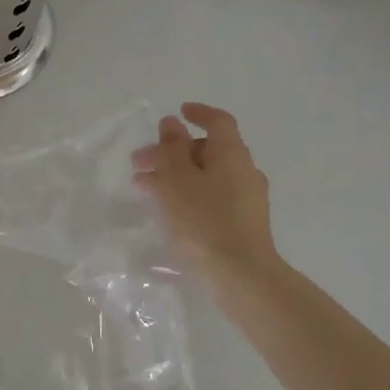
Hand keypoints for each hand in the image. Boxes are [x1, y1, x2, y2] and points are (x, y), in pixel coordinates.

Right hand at [134, 103, 278, 279]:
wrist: (243, 276)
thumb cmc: (204, 220)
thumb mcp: (177, 179)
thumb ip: (171, 148)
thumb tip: (172, 124)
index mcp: (231, 153)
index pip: (218, 121)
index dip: (198, 113)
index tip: (178, 112)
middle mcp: (245, 170)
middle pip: (208, 149)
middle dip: (173, 151)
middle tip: (141, 162)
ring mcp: (248, 198)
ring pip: (208, 174)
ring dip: (177, 174)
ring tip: (146, 188)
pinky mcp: (245, 223)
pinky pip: (214, 196)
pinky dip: (190, 193)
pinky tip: (169, 210)